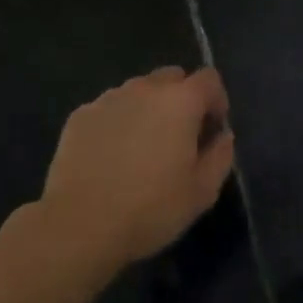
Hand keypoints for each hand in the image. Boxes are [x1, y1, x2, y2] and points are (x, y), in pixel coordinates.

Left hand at [34, 66, 234, 271]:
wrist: (80, 224)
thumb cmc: (150, 209)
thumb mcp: (201, 192)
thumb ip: (220, 156)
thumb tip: (222, 136)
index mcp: (180, 102)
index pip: (209, 78)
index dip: (217, 100)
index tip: (212, 130)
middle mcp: (143, 89)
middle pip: (171, 77)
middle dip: (181, 99)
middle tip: (179, 137)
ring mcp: (107, 99)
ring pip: (138, 91)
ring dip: (148, 109)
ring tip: (141, 148)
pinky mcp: (80, 115)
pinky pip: (109, 108)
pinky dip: (117, 122)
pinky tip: (111, 156)